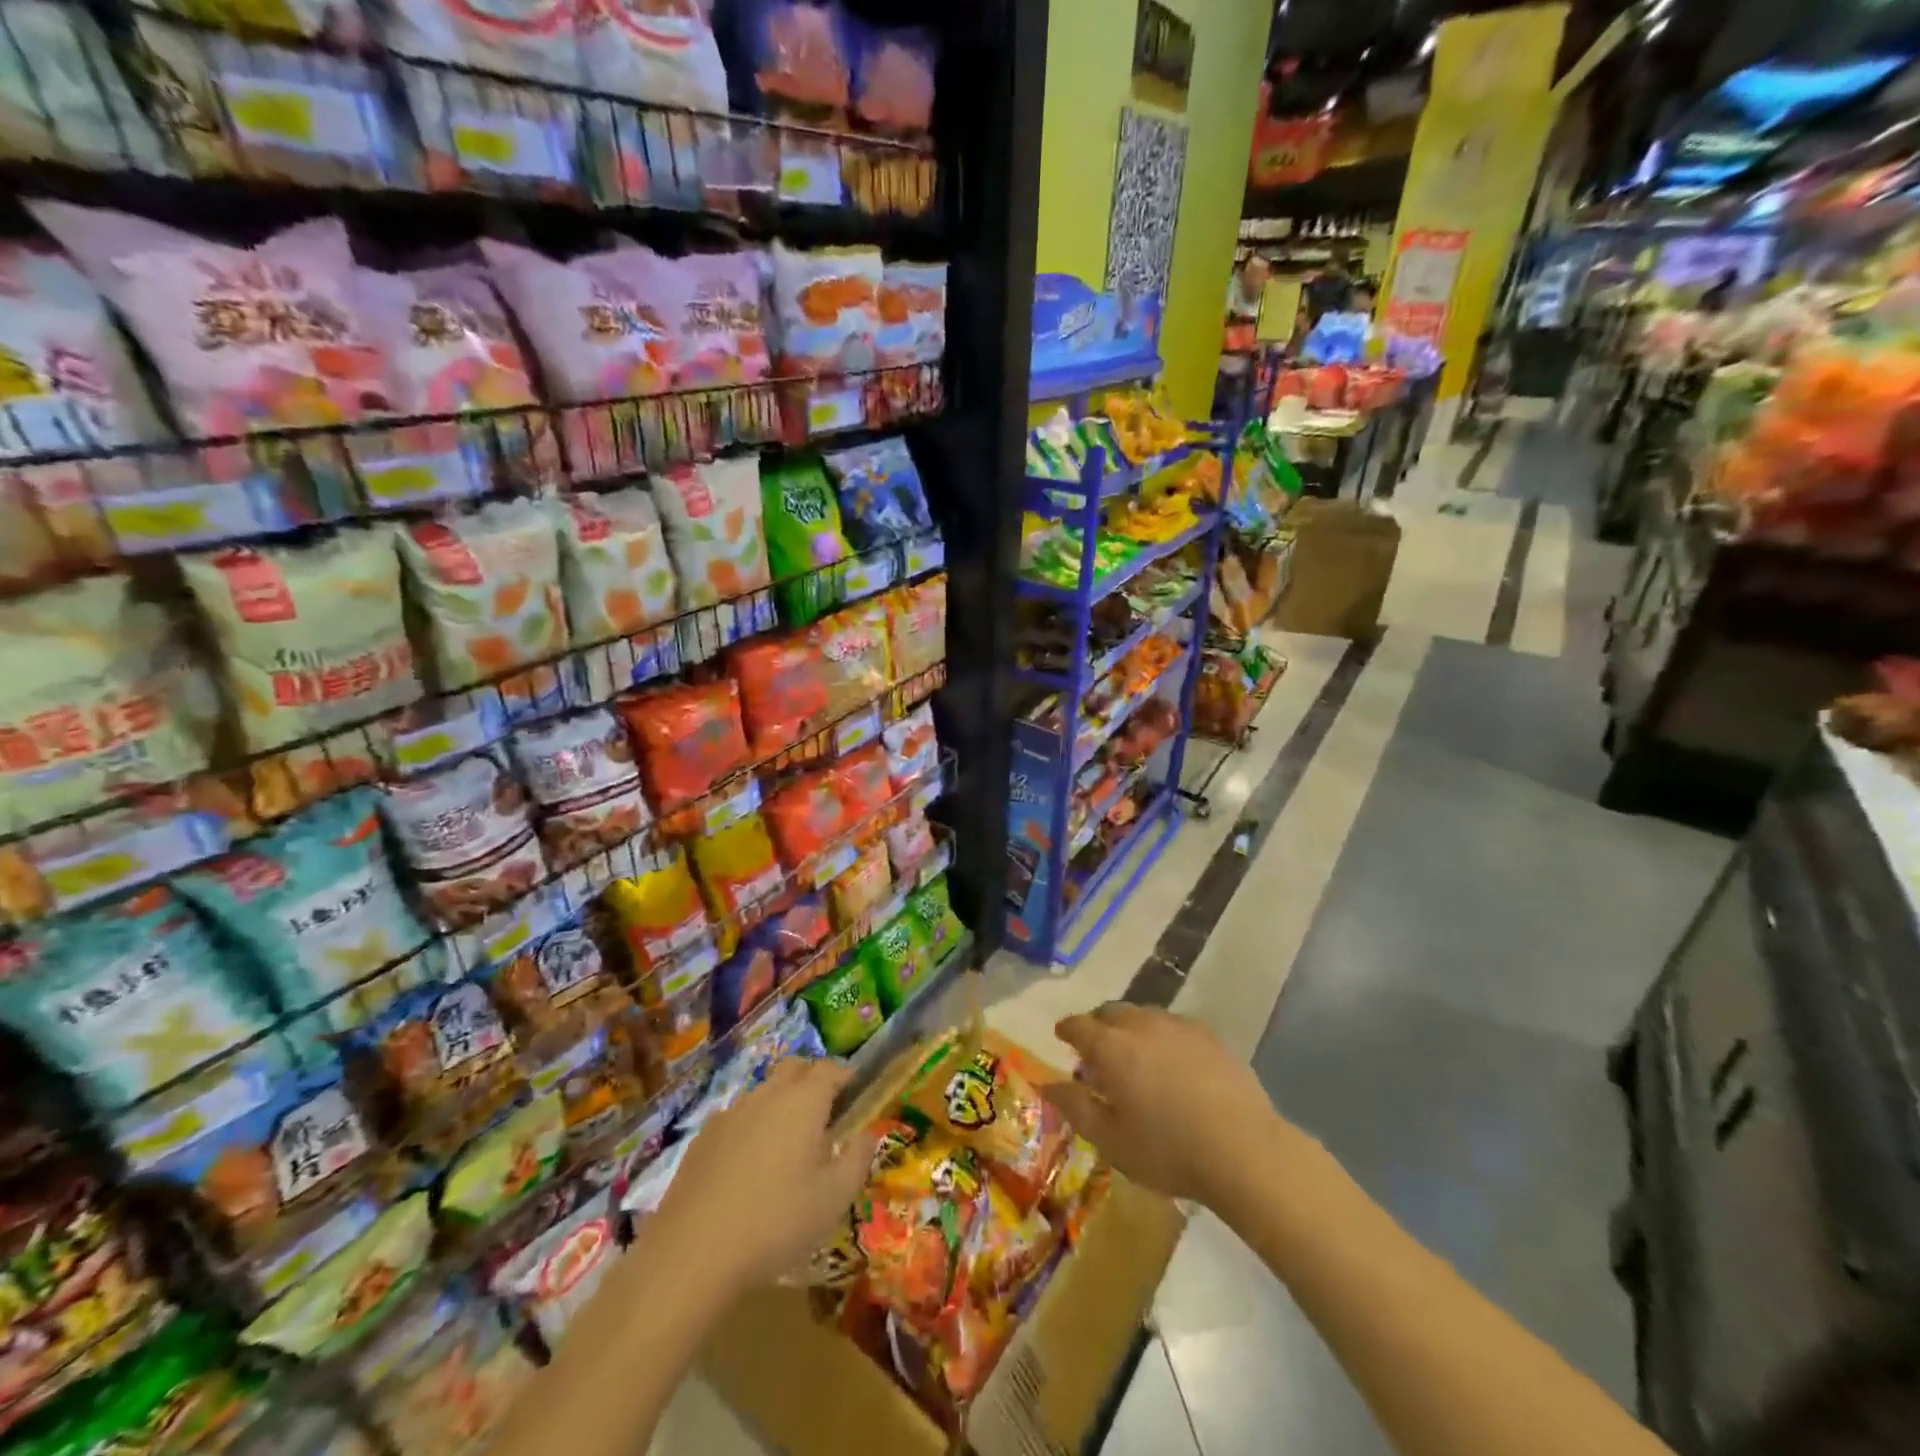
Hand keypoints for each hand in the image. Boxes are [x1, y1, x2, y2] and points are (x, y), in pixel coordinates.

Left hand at [651, 1058, 875, 1294]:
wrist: (692, 1254)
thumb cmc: (776, 1222)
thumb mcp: (834, 1198)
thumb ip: (858, 1158)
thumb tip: (867, 1133)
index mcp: (804, 1102)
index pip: (830, 1069)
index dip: (845, 1076)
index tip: (855, 1095)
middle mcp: (768, 1095)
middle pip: (795, 1067)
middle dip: (813, 1079)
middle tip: (824, 1114)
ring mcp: (731, 1113)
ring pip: (764, 1091)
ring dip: (781, 1102)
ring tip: (787, 1144)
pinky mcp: (703, 1137)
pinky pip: (737, 1116)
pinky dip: (751, 1126)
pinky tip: (748, 1166)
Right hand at [1042, 1004, 1292, 1206]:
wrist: (1243, 1149)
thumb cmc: (1167, 1150)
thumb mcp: (1110, 1140)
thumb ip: (1075, 1107)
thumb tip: (1047, 1085)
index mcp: (1111, 1047)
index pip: (1079, 1025)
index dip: (1067, 1029)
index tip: (1061, 1035)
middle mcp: (1141, 1025)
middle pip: (1111, 1012)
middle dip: (1098, 1026)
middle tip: (1097, 1052)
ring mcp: (1178, 1026)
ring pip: (1143, 1016)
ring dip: (1130, 1029)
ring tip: (1135, 1057)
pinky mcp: (1209, 1036)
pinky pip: (1173, 1026)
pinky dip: (1161, 1037)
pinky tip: (1171, 1063)